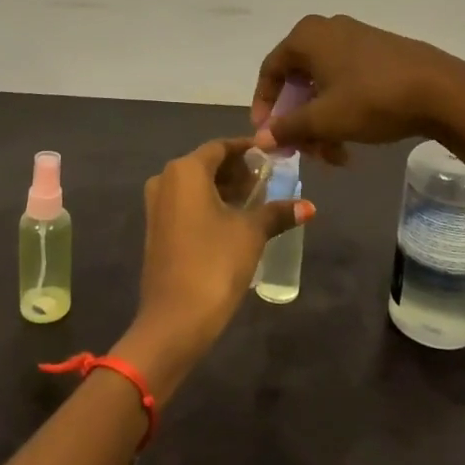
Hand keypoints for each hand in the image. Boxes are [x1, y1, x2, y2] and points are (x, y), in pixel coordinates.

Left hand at [117, 138, 310, 397]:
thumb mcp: (251, 233)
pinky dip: (209, 205)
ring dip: (224, 189)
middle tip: (268, 181)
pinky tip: (234, 221)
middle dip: (237, 171)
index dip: (247, 150)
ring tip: (256, 203)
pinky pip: (186, 204)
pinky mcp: (156, 229)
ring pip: (196, 186)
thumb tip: (308, 206)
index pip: (221, 146)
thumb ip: (277, 212)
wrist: (174, 318)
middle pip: (207, 164)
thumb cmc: (215, 262)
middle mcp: (166, 179)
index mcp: (186, 170)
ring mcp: (157, 205)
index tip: (272, 156)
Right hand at [251, 14, 464, 159]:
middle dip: (298, 120)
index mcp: (306, 37)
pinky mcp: (378, 51)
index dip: (264, 106)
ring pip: (323, 84)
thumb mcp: (324, 119)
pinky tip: (351, 139)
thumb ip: (288, 128)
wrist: (441, 90)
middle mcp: (327, 30)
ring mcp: (355, 38)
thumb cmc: (372, 99)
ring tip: (334, 154)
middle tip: (305, 151)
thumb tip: (260, 138)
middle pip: (298, 80)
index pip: (271, 71)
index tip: (268, 136)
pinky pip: (346, 80)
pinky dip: (341, 109)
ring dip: (321, 121)